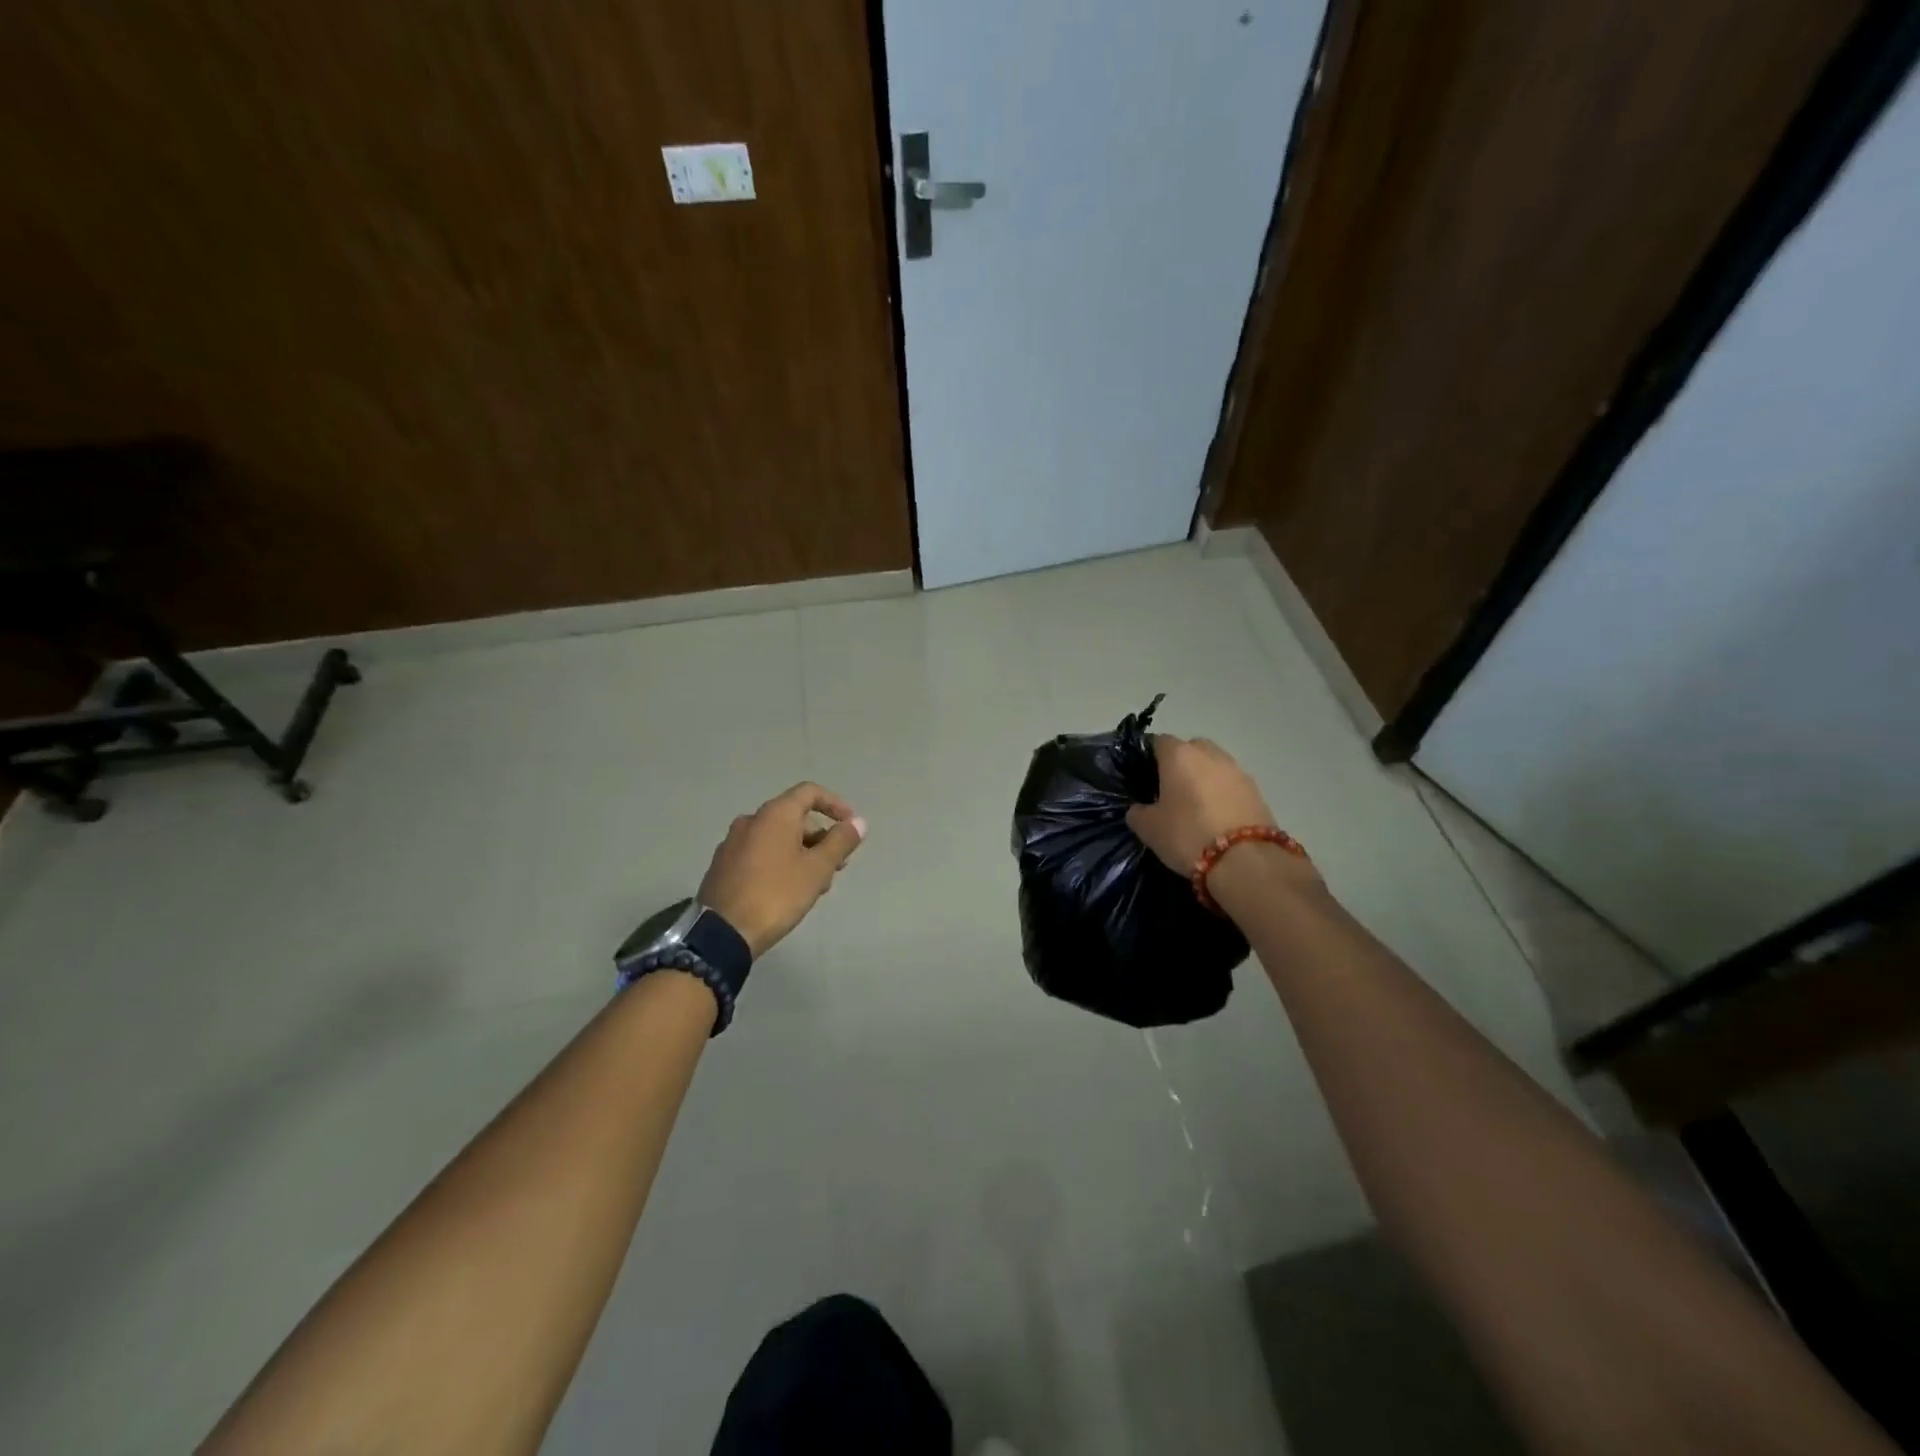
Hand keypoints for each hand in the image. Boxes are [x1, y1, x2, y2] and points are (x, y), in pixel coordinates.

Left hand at [698, 783, 866, 957]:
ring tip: (817, 884)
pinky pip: (760, 853)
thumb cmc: (777, 894)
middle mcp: (751, 820)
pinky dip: (781, 862)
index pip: (810, 792)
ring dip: (803, 853)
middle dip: (821, 837)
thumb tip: (859, 822)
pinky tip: (790, 891)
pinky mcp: (723, 865)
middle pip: (794, 817)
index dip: (835, 805)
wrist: (722, 932)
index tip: (851, 826)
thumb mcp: (817, 869)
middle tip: (838, 865)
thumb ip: (840, 842)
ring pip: (778, 838)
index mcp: (774, 814)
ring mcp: (733, 842)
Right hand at [1126, 735, 1276, 873]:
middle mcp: (1210, 754)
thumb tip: (1139, 809)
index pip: (1158, 742)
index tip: (1143, 778)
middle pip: (1191, 748)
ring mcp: (1237, 770)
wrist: (1245, 860)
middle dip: (1180, 764)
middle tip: (1170, 791)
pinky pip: (1231, 784)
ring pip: (1214, 765)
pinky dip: (1222, 794)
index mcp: (1179, 755)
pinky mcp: (1257, 790)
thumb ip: (1138, 812)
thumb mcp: (1149, 828)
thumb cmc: (1188, 835)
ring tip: (1195, 807)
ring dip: (1204, 778)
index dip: (1148, 757)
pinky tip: (1216, 817)